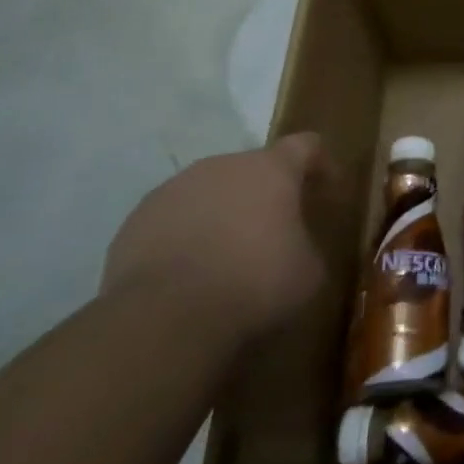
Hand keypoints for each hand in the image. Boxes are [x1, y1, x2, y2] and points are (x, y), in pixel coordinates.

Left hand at [102, 133, 329, 348]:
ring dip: (223, 214)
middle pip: (253, 168)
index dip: (321, 164)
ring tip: (227, 256)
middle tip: (276, 230)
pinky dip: (186, 238)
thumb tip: (296, 248)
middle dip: (266, 194)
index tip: (329, 191)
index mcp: (271, 169)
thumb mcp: (309, 272)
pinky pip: (172, 221)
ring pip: (209, 192)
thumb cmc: (254, 284)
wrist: (164, 318)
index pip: (306, 145)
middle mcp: (222, 166)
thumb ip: (307, 245)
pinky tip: (190, 274)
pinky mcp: (135, 221)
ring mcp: (173, 190)